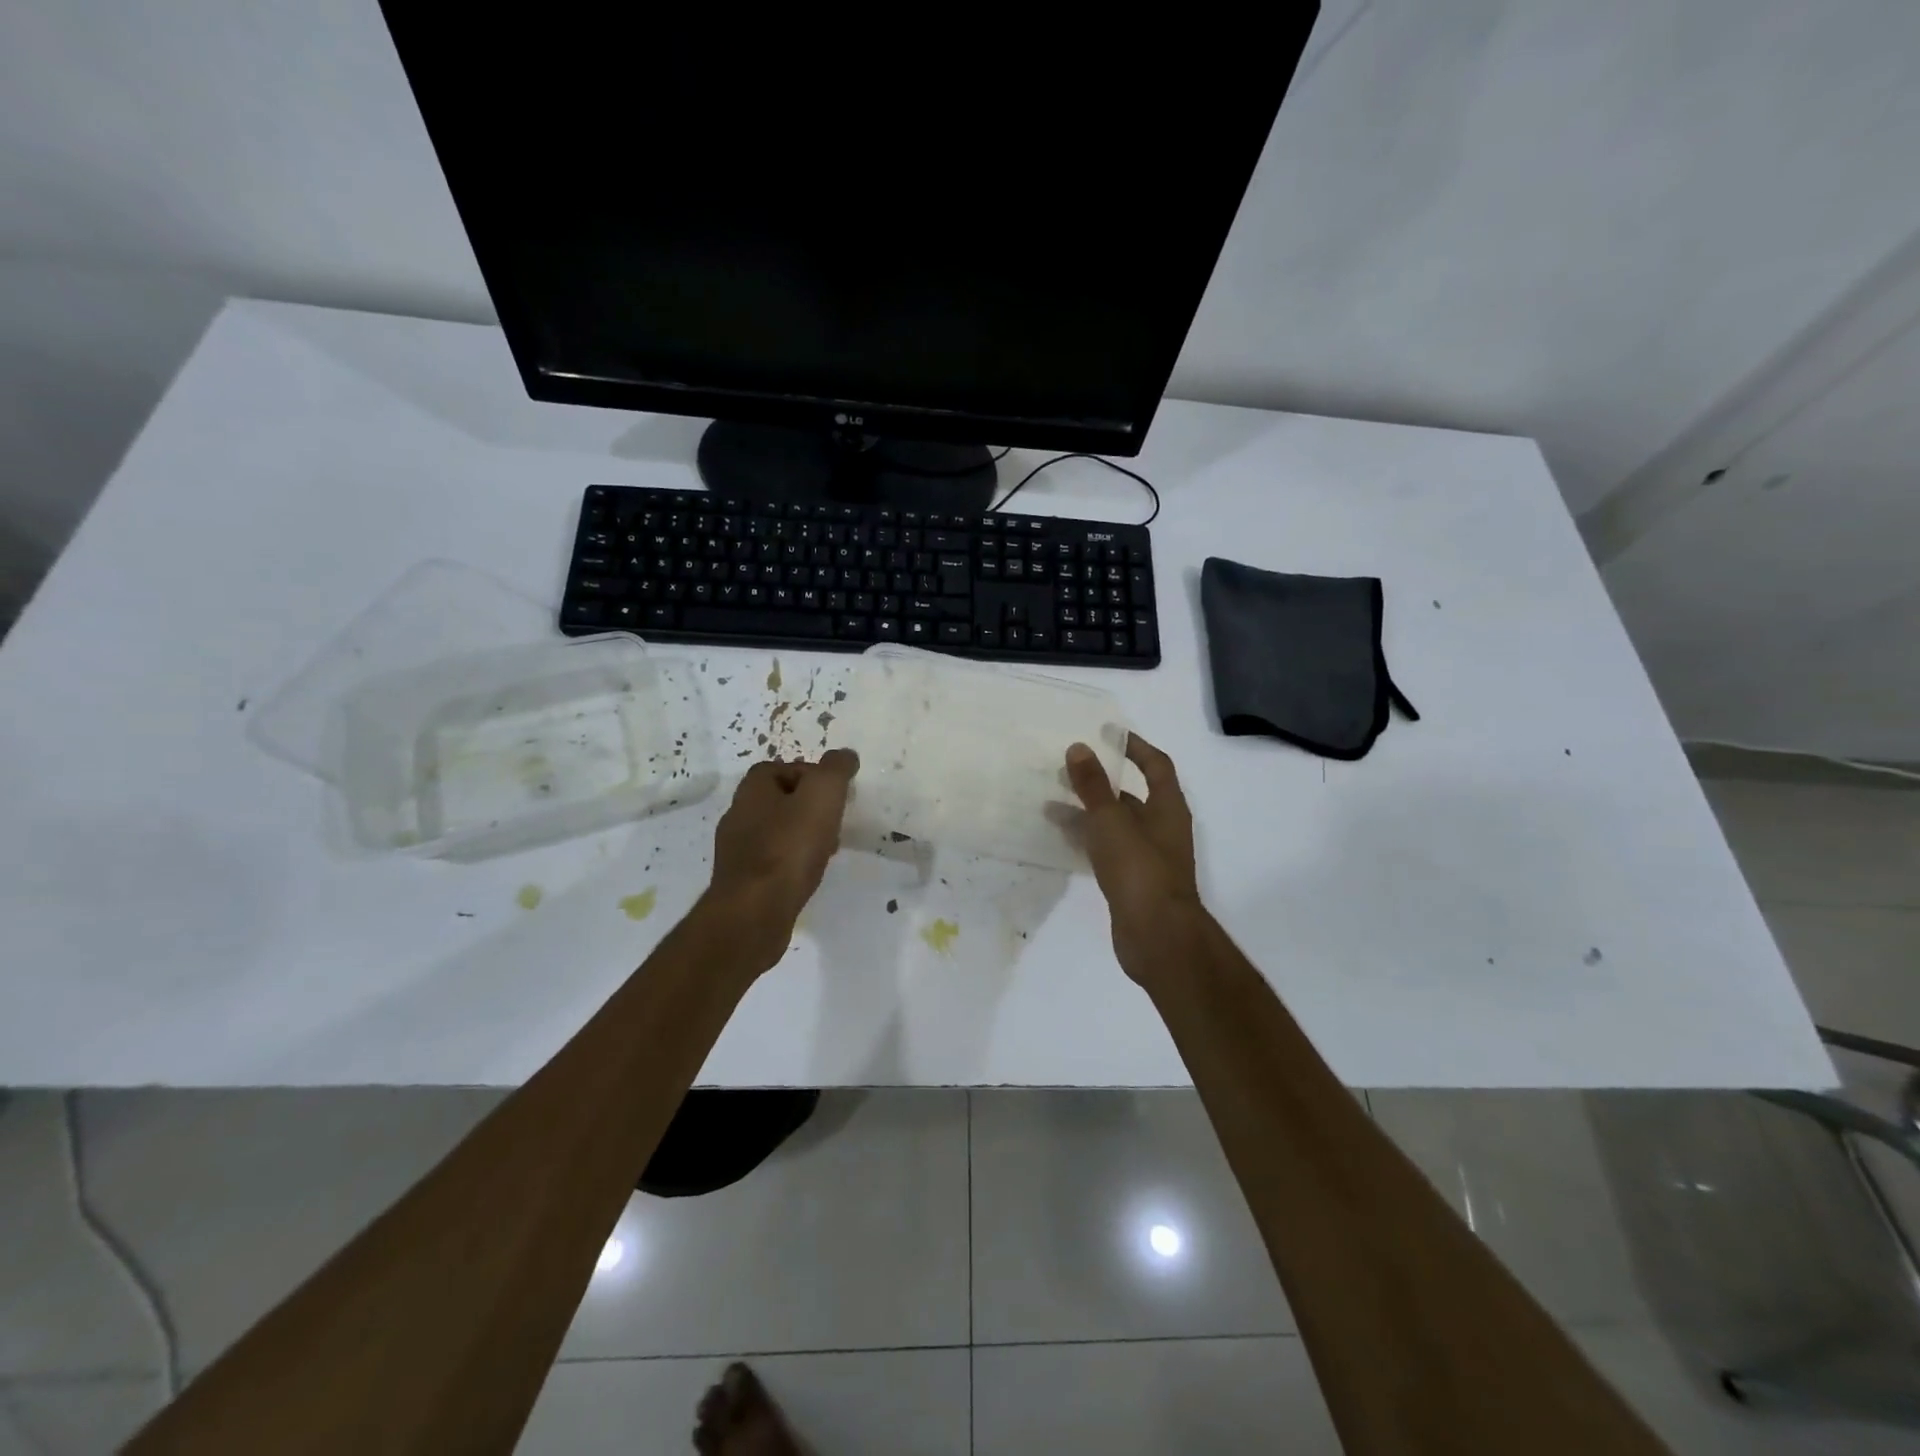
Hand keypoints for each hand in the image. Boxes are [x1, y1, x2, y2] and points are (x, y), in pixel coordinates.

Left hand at [705, 750, 858, 967]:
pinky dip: (792, 861)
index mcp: (752, 789)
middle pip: (778, 799)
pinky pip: (772, 861)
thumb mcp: (822, 795)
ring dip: (802, 835)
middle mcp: (738, 814)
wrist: (754, 912)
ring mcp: (736, 850)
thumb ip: (835, 770)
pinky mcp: (742, 881)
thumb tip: (844, 755)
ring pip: (776, 831)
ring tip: (827, 849)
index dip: (810, 774)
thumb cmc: (788, 847)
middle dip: (808, 806)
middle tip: (834, 819)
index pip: (781, 767)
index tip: (835, 792)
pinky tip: (808, 874)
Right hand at [1065, 735, 1203, 983]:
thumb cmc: (1139, 869)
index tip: (1106, 734)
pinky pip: (1107, 850)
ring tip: (1050, 805)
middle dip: (1100, 782)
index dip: (1134, 746)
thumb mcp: (1112, 820)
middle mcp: (1162, 828)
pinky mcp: (1132, 882)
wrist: (1156, 936)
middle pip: (1131, 796)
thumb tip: (1079, 747)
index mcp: (1168, 807)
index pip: (1156, 765)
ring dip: (1087, 813)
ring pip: (1115, 825)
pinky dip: (1086, 840)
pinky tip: (1060, 839)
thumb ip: (1093, 785)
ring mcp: (1148, 857)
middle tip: (1065, 771)